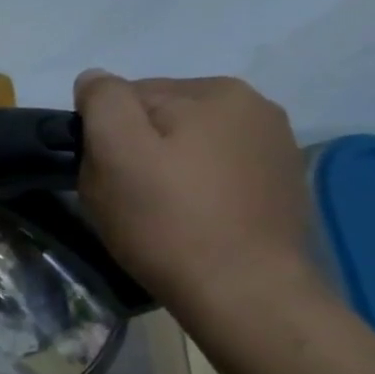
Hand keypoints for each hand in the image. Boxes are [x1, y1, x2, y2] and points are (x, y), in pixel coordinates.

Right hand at [73, 71, 323, 316]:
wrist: (245, 294)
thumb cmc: (167, 221)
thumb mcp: (115, 153)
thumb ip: (102, 102)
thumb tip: (94, 79)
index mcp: (215, 91)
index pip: (128, 96)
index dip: (103, 135)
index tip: (103, 175)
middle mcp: (255, 106)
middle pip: (161, 118)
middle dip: (135, 148)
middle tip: (125, 197)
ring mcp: (274, 146)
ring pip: (188, 144)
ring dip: (165, 168)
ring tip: (158, 212)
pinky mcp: (280, 184)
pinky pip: (216, 170)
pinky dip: (196, 187)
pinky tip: (192, 219)